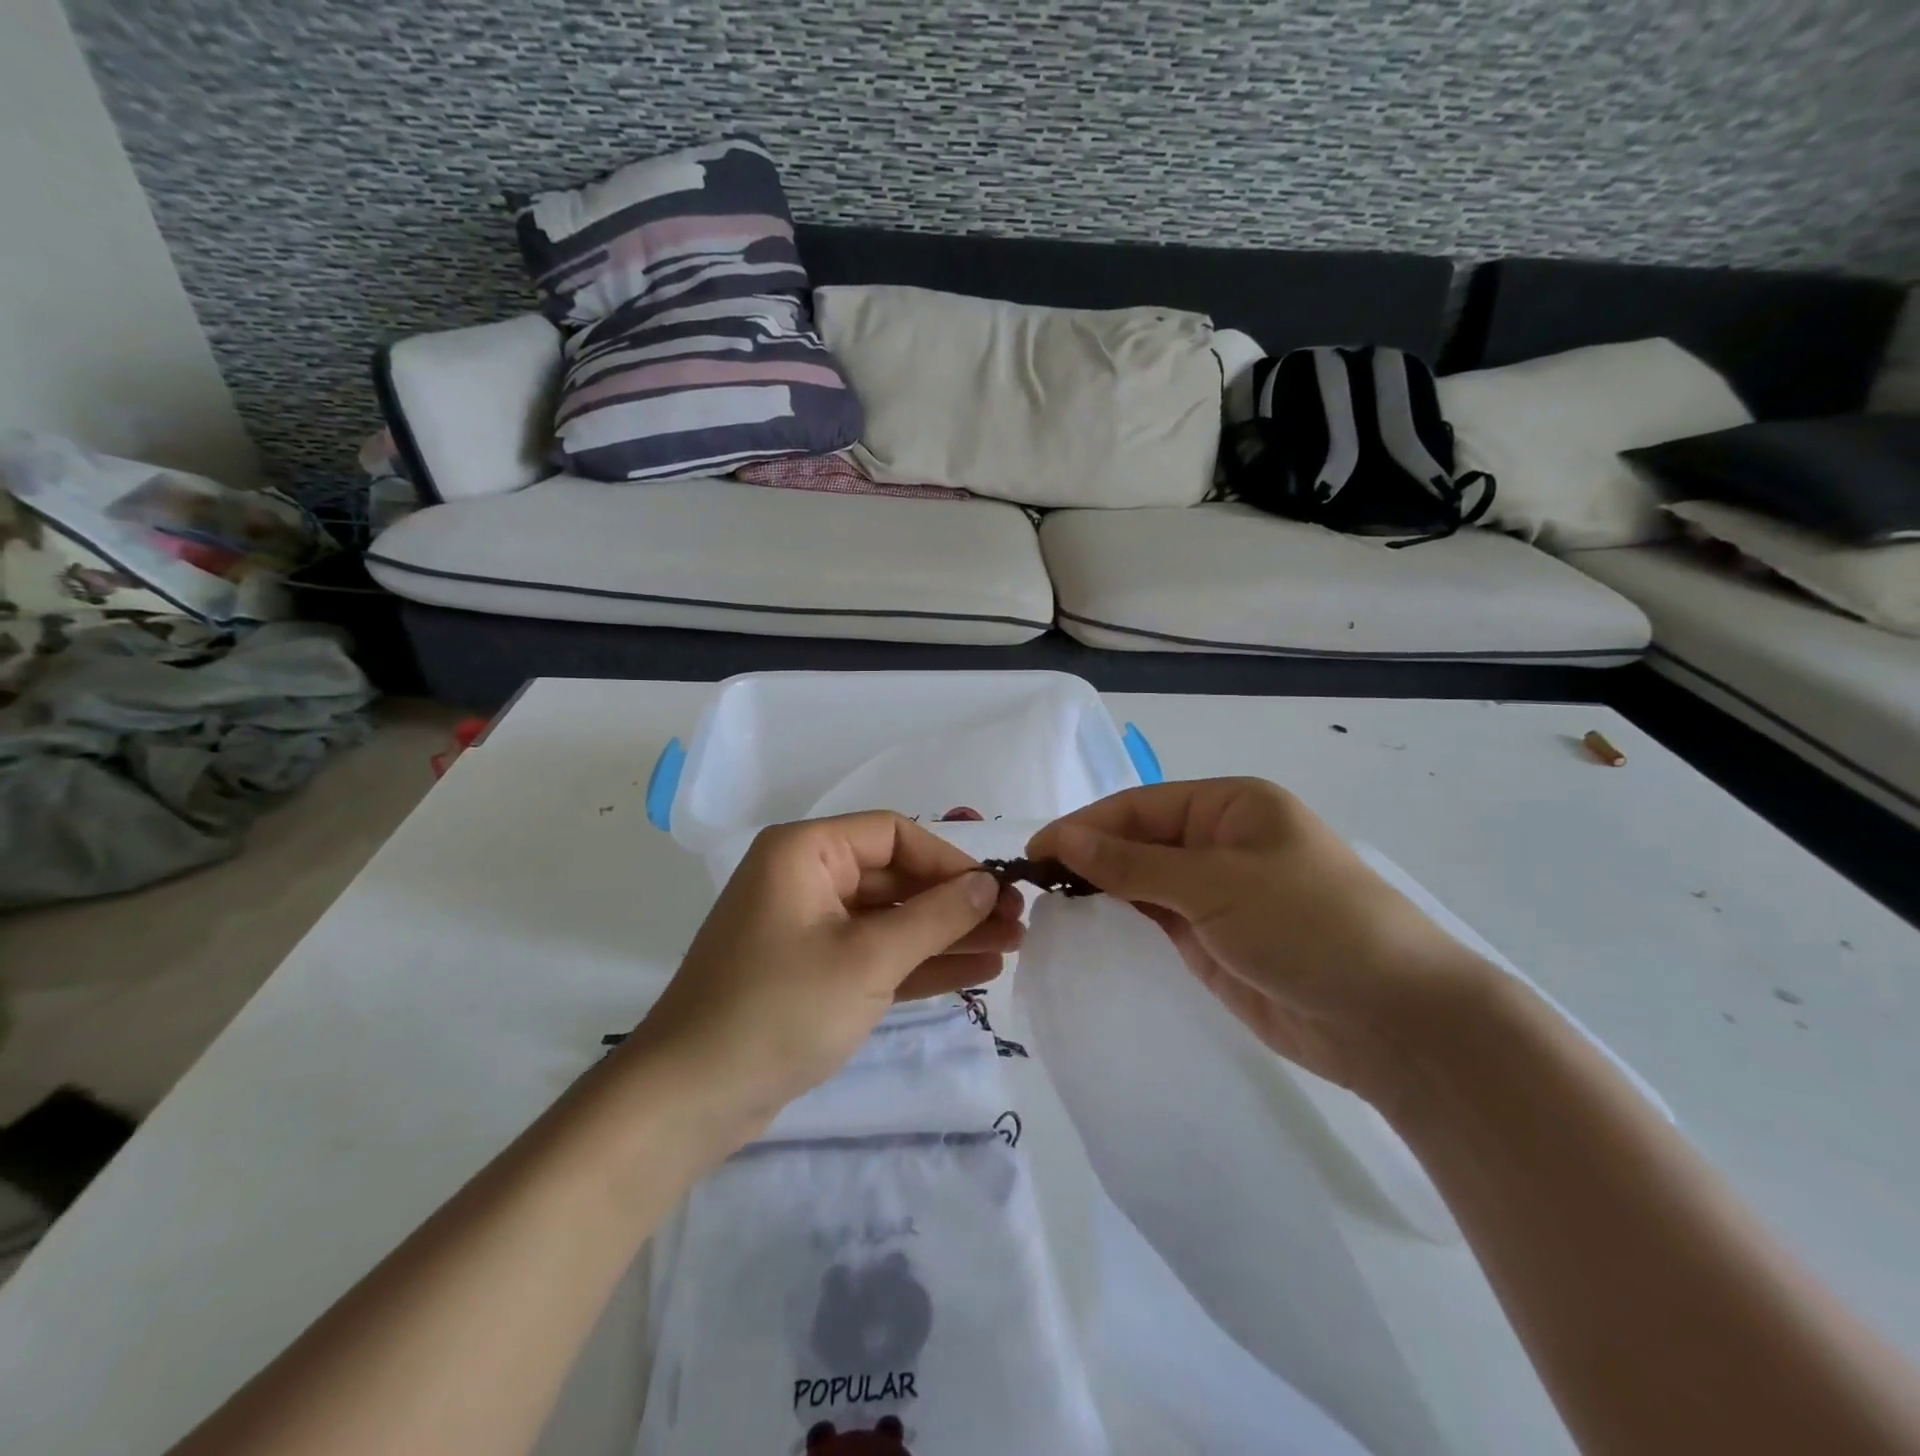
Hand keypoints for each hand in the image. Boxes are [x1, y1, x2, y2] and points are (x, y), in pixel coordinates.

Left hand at [623, 811, 1024, 1141]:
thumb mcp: (867, 959)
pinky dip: (920, 962)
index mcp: (806, 851)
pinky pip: (876, 954)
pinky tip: (976, 970)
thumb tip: (987, 884)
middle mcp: (807, 878)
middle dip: (956, 902)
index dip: (948, 860)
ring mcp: (810, 928)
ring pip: (891, 919)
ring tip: (1011, 947)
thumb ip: (934, 917)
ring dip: (947, 934)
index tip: (994, 891)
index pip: (893, 834)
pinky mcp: (815, 972)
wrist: (690, 1100)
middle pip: (896, 877)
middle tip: (1017, 924)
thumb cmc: (779, 1010)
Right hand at [1028, 778, 1495, 1109]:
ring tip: (1048, 907)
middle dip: (1088, 858)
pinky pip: (1157, 921)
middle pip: (1138, 842)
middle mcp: (1220, 843)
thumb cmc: (1309, 924)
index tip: (1033, 854)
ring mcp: (1217, 894)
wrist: (1395, 1020)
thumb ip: (1132, 864)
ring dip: (1101, 891)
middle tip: (1032, 886)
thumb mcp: (1215, 883)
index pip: (1139, 808)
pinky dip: (1123, 922)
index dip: (1084, 826)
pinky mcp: (1214, 941)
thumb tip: (1060, 838)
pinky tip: (1087, 929)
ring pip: (1143, 882)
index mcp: (1230, 806)